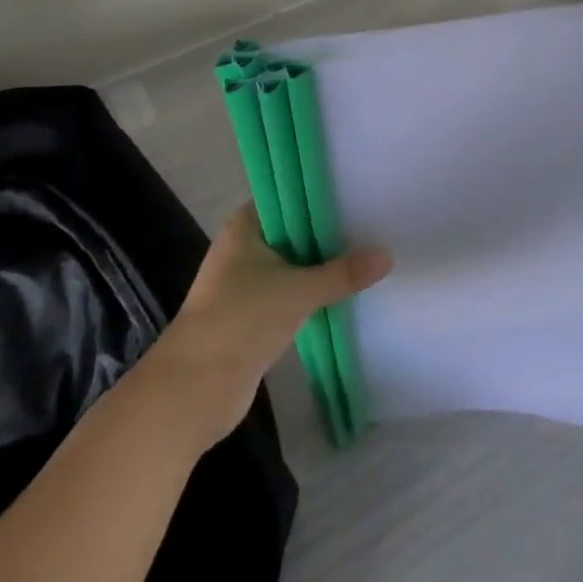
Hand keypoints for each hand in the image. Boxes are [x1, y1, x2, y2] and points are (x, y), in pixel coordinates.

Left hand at [151, 204, 391, 447]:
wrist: (194, 390)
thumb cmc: (240, 320)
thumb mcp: (297, 291)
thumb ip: (342, 273)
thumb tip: (388, 256)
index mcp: (244, 226)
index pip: (287, 196)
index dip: (319, 194)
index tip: (356, 191)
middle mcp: (243, 248)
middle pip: (293, 231)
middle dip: (328, 232)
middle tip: (373, 222)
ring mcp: (246, 283)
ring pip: (293, 264)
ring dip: (322, 265)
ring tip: (367, 253)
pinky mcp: (253, 316)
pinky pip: (291, 293)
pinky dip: (313, 292)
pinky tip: (345, 291)